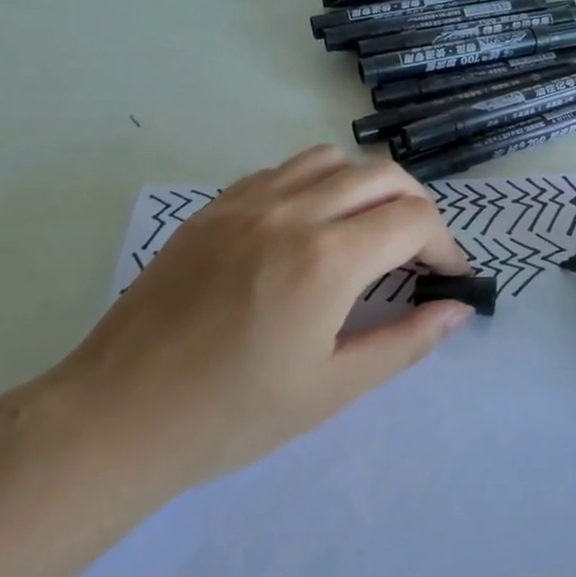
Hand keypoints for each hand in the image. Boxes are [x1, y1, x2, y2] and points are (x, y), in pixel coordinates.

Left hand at [62, 146, 473, 486]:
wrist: (117, 416)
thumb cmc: (232, 416)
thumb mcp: (333, 388)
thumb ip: (407, 341)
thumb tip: (458, 309)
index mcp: (327, 259)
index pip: (414, 220)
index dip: (447, 245)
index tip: (451, 278)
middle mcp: (291, 211)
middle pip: (382, 175)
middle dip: (418, 209)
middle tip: (421, 254)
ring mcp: (246, 202)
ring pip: (332, 160)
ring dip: (368, 187)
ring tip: (370, 232)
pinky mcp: (213, 208)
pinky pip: (282, 171)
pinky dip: (317, 184)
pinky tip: (310, 228)